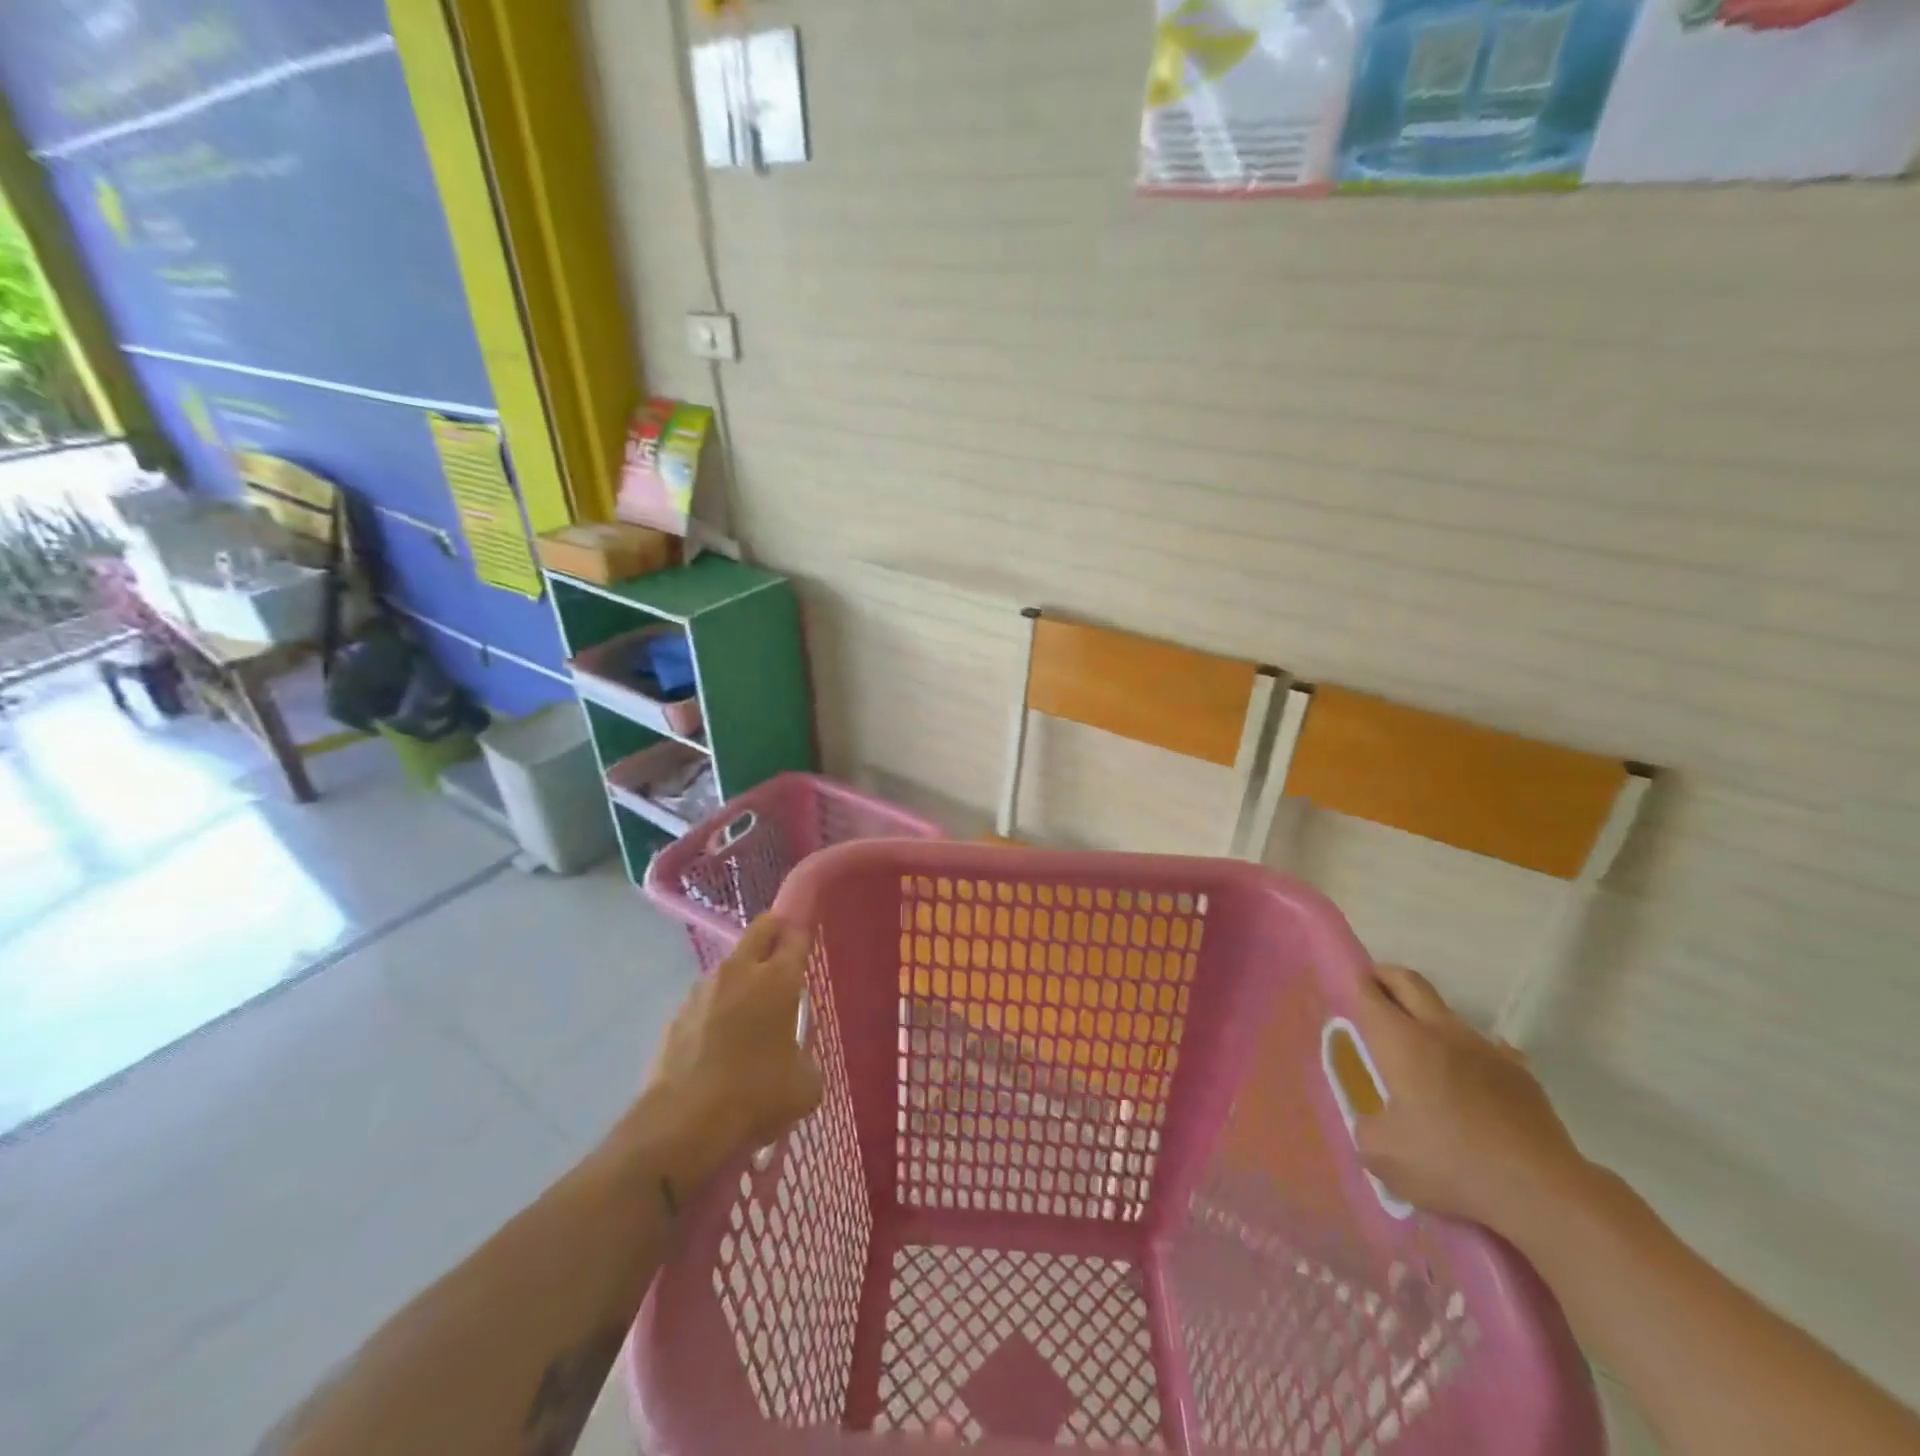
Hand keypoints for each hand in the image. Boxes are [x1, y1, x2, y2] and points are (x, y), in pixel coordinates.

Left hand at [639, 916, 823, 1185]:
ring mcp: (703, 989)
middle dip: (776, 932)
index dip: (804, 931)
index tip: (808, 938)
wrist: (682, 1124)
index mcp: (778, 979)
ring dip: (743, 977)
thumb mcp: (805, 1086)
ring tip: (750, 1016)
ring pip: (731, 965)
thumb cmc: (755, 1096)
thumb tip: (795, 1060)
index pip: (796, 935)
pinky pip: (706, 999)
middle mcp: (740, 971)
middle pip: (762, 928)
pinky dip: (717, 1010)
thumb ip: (806, 1060)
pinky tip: (719, 1045)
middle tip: (784, 957)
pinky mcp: (677, 1013)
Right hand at [1352, 965, 1591, 1235]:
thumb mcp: (1383, 1155)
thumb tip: (1376, 1123)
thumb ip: (1368, 1128)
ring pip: (1447, 1014)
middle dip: (1386, 978)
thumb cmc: (1450, 1163)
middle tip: (1373, 988)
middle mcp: (1442, 1032)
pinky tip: (1466, 1088)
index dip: (1355, 985)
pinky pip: (1483, 1050)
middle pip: (1409, 982)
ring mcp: (1486, 1049)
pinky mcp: (1520, 1074)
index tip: (1347, 988)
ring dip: (1427, 1019)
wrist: (1543, 1192)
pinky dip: (1465, 1056)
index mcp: (1401, 1042)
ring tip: (1419, 1052)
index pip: (1370, 994)